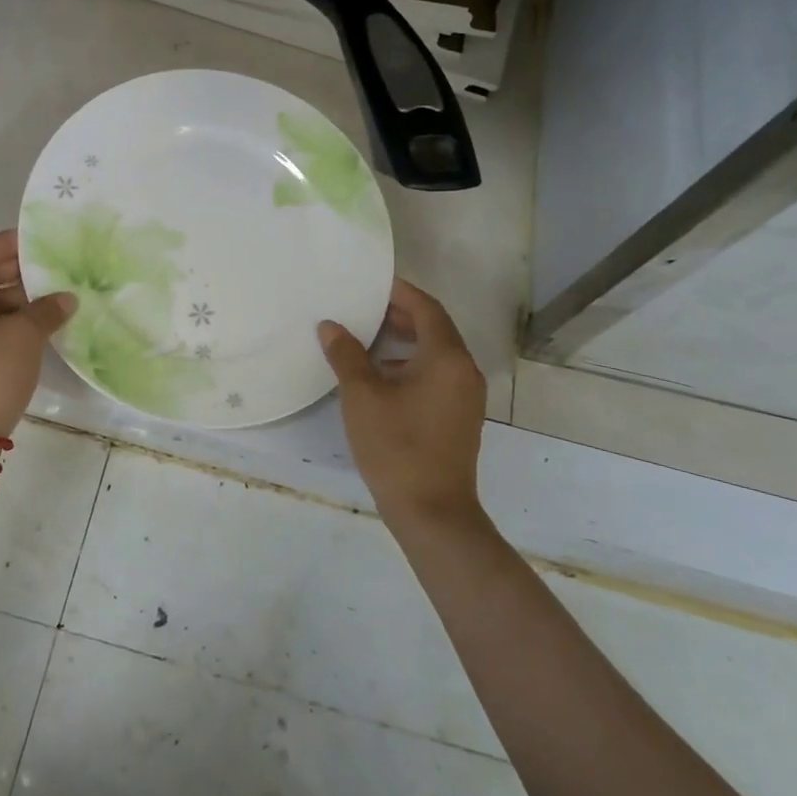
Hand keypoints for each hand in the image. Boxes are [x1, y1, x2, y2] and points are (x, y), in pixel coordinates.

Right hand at [318, 278, 487, 525]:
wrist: (432, 511)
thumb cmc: (396, 446)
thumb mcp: (362, 396)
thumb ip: (346, 355)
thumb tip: (331, 326)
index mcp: (447, 358)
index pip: (427, 309)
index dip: (400, 293)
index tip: (372, 283)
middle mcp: (464, 371)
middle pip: (435, 329)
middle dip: (400, 316)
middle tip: (364, 308)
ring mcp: (465, 396)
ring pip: (436, 354)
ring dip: (405, 341)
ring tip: (367, 339)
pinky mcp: (458, 416)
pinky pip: (437, 375)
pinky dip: (411, 365)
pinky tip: (381, 376)